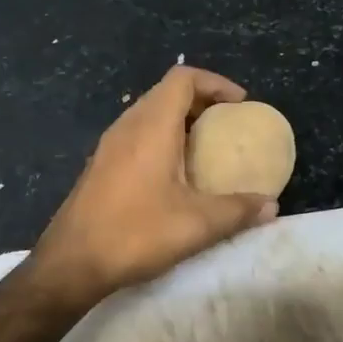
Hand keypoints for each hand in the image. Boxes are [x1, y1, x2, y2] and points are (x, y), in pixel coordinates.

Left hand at [30, 67, 278, 309]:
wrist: (71, 263)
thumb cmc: (136, 234)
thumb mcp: (197, 224)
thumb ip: (238, 211)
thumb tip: (271, 206)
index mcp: (151, 126)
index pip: (183, 78)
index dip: (216, 82)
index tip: (240, 104)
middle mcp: (127, 126)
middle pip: (166, 92)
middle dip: (202, 100)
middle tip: (229, 124)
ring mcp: (109, 145)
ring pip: (149, 113)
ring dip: (180, 120)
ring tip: (206, 147)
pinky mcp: (100, 165)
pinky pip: (136, 135)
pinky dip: (162, 138)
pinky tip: (175, 173)